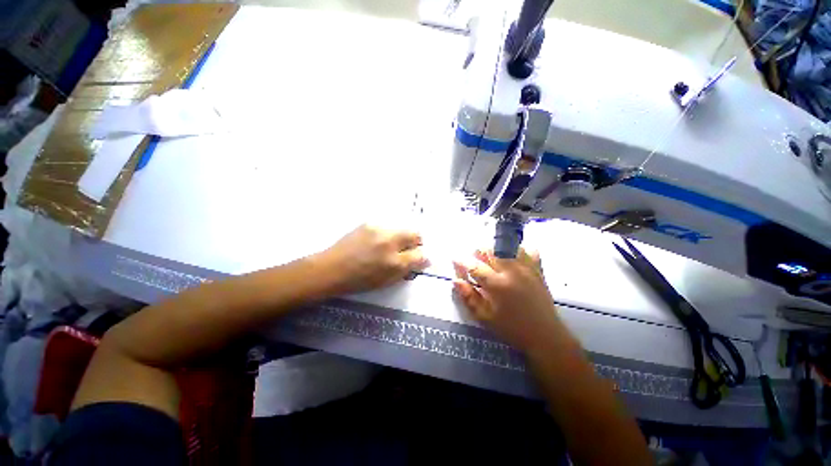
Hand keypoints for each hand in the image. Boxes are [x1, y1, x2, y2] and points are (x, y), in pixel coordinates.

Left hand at [316, 224, 428, 295]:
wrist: (332, 268)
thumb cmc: (360, 279)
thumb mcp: (387, 280)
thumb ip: (407, 269)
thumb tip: (424, 258)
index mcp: (394, 262)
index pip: (420, 254)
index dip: (422, 256)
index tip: (419, 257)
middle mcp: (389, 242)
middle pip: (415, 234)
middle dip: (416, 241)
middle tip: (408, 249)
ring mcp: (379, 229)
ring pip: (401, 228)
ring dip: (401, 237)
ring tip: (389, 246)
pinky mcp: (369, 223)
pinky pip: (387, 226)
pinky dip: (388, 233)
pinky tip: (377, 241)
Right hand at [453, 249, 561, 350]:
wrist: (545, 335)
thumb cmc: (511, 328)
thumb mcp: (485, 318)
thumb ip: (469, 297)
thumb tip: (456, 280)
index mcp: (497, 284)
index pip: (475, 266)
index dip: (462, 261)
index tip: (455, 259)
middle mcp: (511, 271)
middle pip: (490, 250)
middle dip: (478, 253)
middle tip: (475, 263)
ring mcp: (526, 268)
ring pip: (507, 247)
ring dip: (495, 250)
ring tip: (493, 261)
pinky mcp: (538, 270)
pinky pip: (528, 251)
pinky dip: (518, 251)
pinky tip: (513, 259)